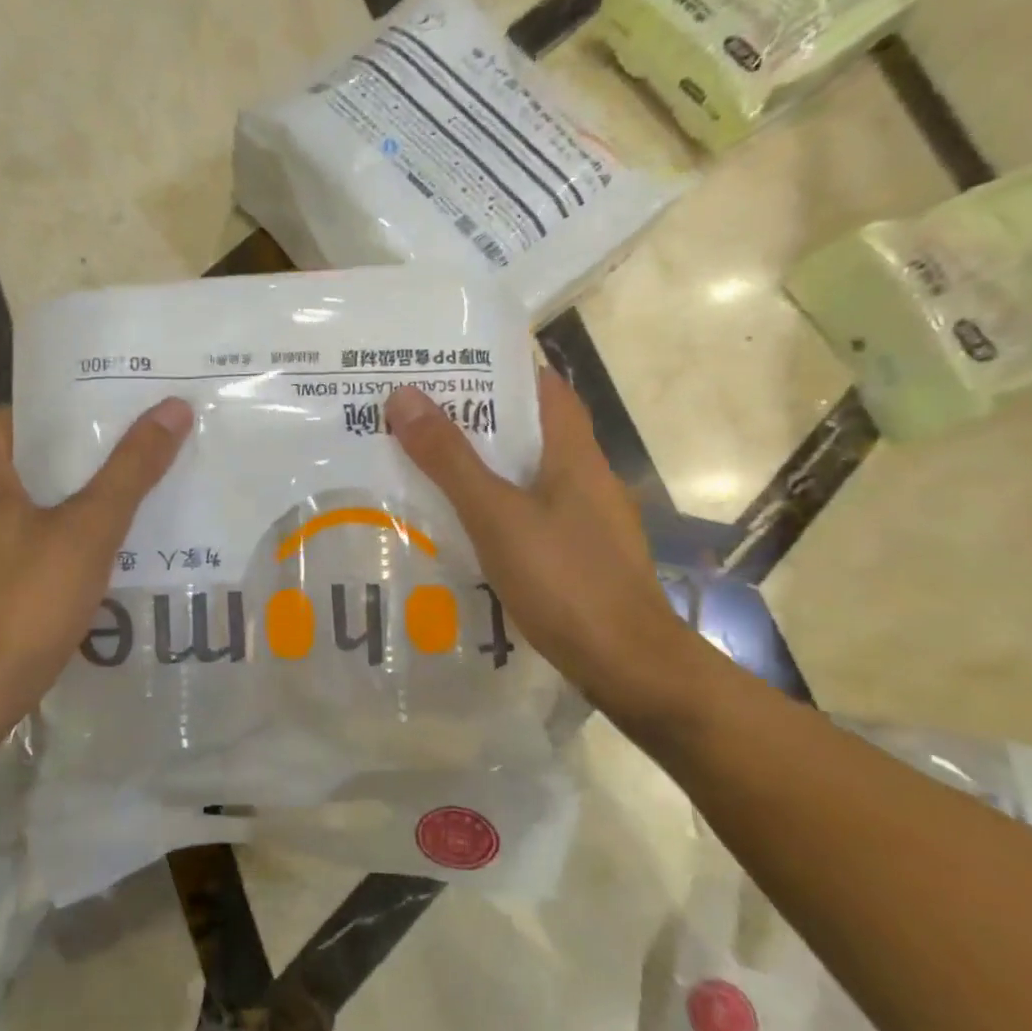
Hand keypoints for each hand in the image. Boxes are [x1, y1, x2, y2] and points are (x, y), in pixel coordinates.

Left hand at [0, 398, 192, 738]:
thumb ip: (130, 472)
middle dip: (60, 467)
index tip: (90, 417)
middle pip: (9, 471)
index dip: (43, 413)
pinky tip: (76, 578)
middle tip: (117, 465)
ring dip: (50, 515)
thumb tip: (173, 408)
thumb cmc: (23, 603)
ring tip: (107, 520)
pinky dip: (38, 557)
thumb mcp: (89, 532)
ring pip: (8, 521)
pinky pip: (5, 562)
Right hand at [385, 370, 714, 731]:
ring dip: (483, 466)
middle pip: (529, 430)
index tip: (447, 366)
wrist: (627, 664)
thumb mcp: (497, 515)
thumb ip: (451, 460)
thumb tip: (404, 396)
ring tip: (425, 464)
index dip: (500, 369)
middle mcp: (585, 477)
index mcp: (574, 453)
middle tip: (416, 415)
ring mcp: (585, 519)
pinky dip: (495, 507)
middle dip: (477, 419)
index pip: (543, 386)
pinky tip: (460, 526)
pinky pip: (530, 514)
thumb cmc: (565, 580)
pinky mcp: (578, 555)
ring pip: (528, 475)